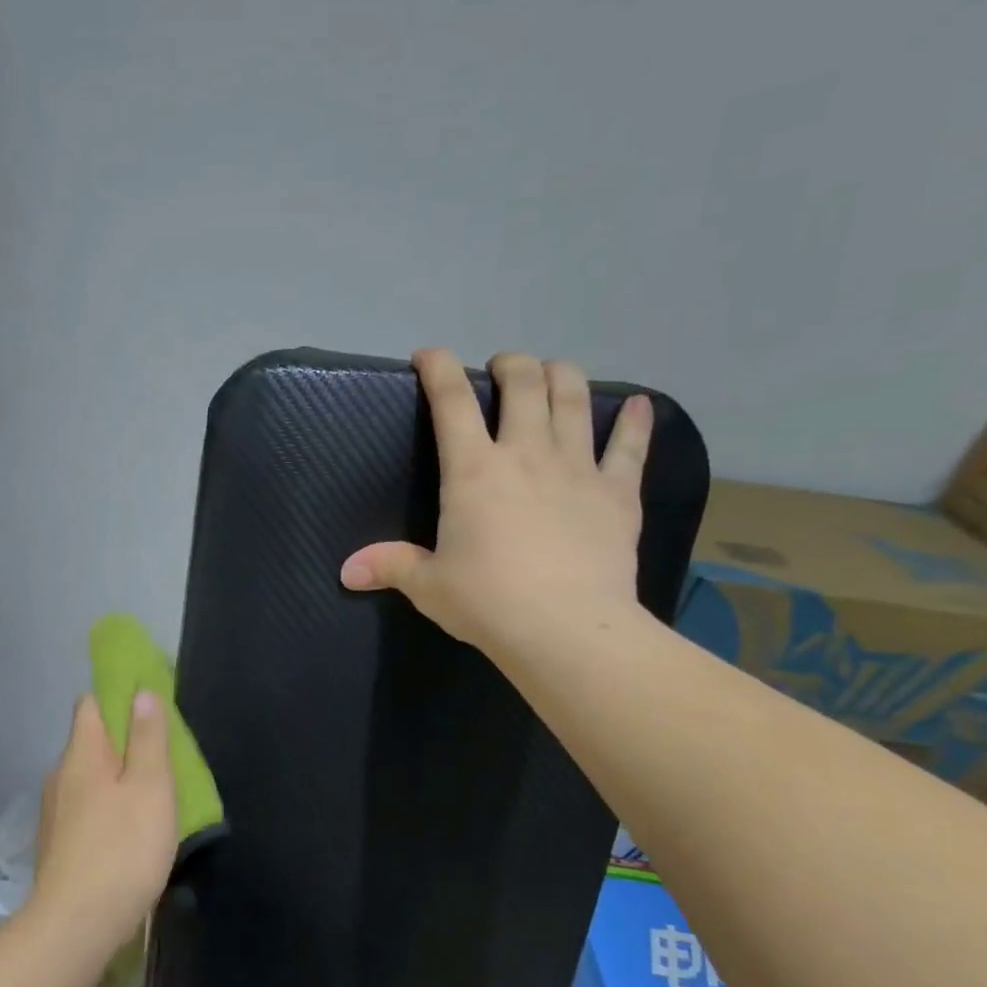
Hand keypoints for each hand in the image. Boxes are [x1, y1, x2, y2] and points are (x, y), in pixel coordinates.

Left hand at [29, 692, 178, 957]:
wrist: (76, 926)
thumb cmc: (122, 848)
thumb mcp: (150, 786)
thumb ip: (147, 737)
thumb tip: (141, 692)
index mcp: (82, 753)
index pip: (91, 703)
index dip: (118, 696)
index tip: (148, 706)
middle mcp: (61, 774)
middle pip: (91, 741)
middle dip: (123, 742)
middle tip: (162, 757)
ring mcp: (55, 812)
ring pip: (89, 778)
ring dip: (117, 779)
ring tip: (150, 796)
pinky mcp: (57, 844)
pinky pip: (86, 809)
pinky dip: (107, 808)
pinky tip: (128, 832)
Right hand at [340, 349, 652, 658]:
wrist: (566, 630)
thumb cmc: (488, 602)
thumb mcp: (429, 585)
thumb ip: (390, 566)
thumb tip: (346, 571)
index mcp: (473, 470)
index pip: (451, 400)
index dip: (438, 368)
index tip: (428, 355)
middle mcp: (526, 453)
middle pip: (523, 382)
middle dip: (510, 363)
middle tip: (501, 369)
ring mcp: (577, 468)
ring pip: (574, 398)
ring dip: (562, 375)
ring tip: (554, 372)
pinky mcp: (617, 492)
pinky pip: (630, 447)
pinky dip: (636, 423)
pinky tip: (641, 406)